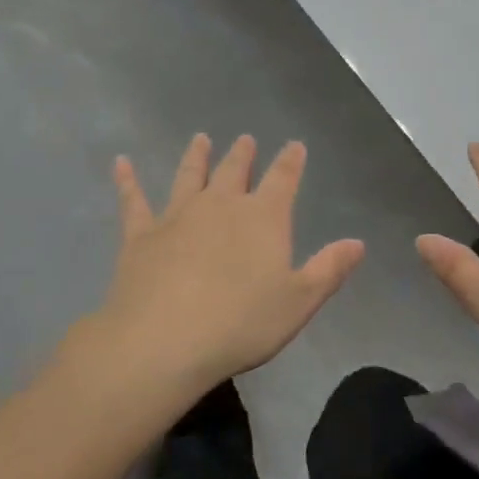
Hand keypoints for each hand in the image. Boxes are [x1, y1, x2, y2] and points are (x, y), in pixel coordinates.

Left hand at [91, 134, 364, 398]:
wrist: (165, 339)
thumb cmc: (242, 323)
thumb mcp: (299, 301)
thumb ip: (329, 269)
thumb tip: (358, 242)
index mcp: (263, 218)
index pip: (283, 179)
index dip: (291, 162)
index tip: (295, 145)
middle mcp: (221, 206)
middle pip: (234, 171)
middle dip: (243, 155)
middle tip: (245, 139)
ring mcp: (177, 216)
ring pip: (190, 176)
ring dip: (197, 157)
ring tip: (200, 139)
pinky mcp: (140, 234)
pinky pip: (133, 200)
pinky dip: (128, 180)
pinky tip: (121, 163)